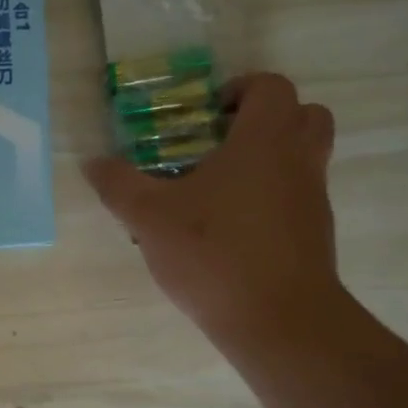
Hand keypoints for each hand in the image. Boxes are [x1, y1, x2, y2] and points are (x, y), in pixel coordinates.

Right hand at [82, 73, 341, 359]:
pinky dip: (272, 197)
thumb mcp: (150, 217)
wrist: (279, 320)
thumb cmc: (214, 253)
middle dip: (265, 119)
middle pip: (303, 115)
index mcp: (264, 140)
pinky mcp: (316, 235)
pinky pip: (297, 197)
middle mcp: (298, 160)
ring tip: (219, 187)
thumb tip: (92, 163)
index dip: (240, 88)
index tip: (206, 113)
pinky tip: (230, 228)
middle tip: (221, 141)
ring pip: (304, 157)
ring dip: (270, 159)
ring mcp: (313, 199)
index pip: (271, 86)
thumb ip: (119, 185)